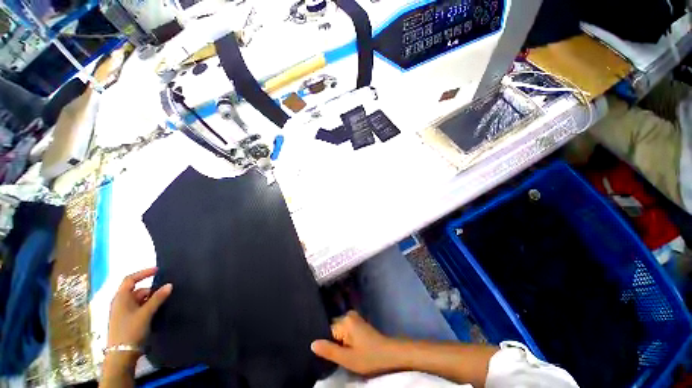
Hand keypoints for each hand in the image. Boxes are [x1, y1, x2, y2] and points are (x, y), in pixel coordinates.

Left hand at [107, 268, 171, 349]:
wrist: (122, 354)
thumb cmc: (131, 330)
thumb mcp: (146, 313)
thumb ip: (158, 298)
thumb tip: (169, 284)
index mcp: (121, 298)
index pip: (130, 279)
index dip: (143, 273)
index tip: (158, 271)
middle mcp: (120, 303)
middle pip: (137, 290)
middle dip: (151, 290)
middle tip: (165, 292)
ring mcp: (122, 312)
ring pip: (138, 300)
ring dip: (150, 300)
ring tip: (162, 303)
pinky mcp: (126, 320)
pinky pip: (138, 308)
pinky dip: (147, 307)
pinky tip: (155, 312)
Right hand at [311, 310, 399, 374]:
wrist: (389, 354)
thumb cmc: (369, 357)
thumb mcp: (347, 359)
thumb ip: (329, 351)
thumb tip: (312, 343)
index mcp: (345, 321)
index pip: (327, 330)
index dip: (325, 343)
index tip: (323, 354)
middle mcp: (348, 315)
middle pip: (332, 329)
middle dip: (331, 341)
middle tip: (331, 355)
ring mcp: (354, 317)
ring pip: (338, 330)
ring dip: (337, 341)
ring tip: (339, 353)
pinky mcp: (357, 322)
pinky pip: (344, 329)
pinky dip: (343, 339)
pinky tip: (345, 348)